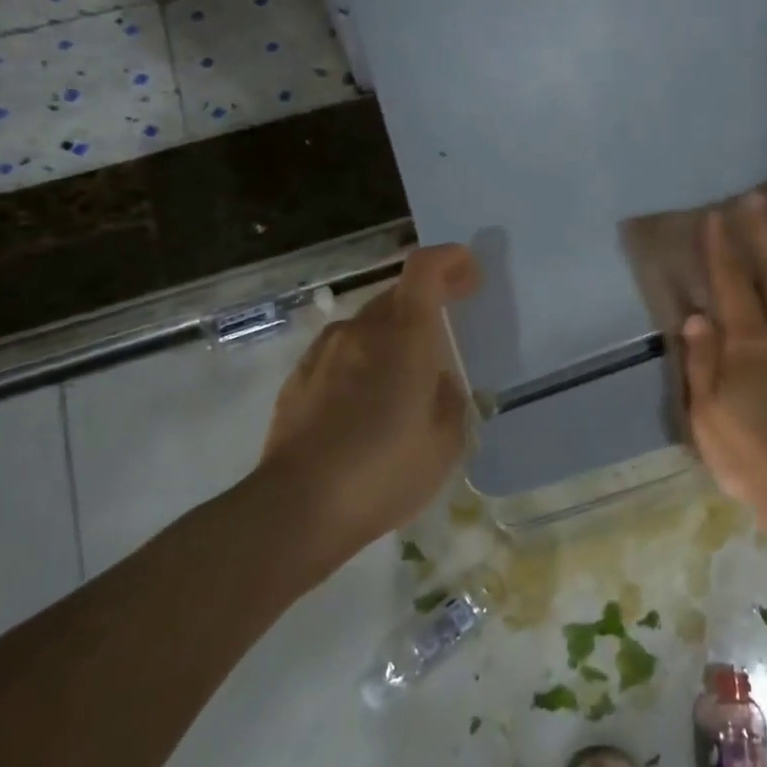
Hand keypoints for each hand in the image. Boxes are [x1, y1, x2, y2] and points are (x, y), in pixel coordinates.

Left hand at [254, 244, 480, 575]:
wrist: (297, 508)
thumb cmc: (384, 471)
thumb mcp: (446, 442)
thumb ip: (450, 399)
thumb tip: (438, 382)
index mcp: (405, 337)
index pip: (424, 269)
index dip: (449, 259)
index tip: (469, 272)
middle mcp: (362, 330)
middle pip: (398, 293)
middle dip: (428, 299)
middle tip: (448, 328)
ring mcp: (325, 352)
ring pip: (368, 323)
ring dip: (394, 333)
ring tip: (406, 376)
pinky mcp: (299, 377)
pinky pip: (343, 351)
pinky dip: (364, 358)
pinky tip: (368, 400)